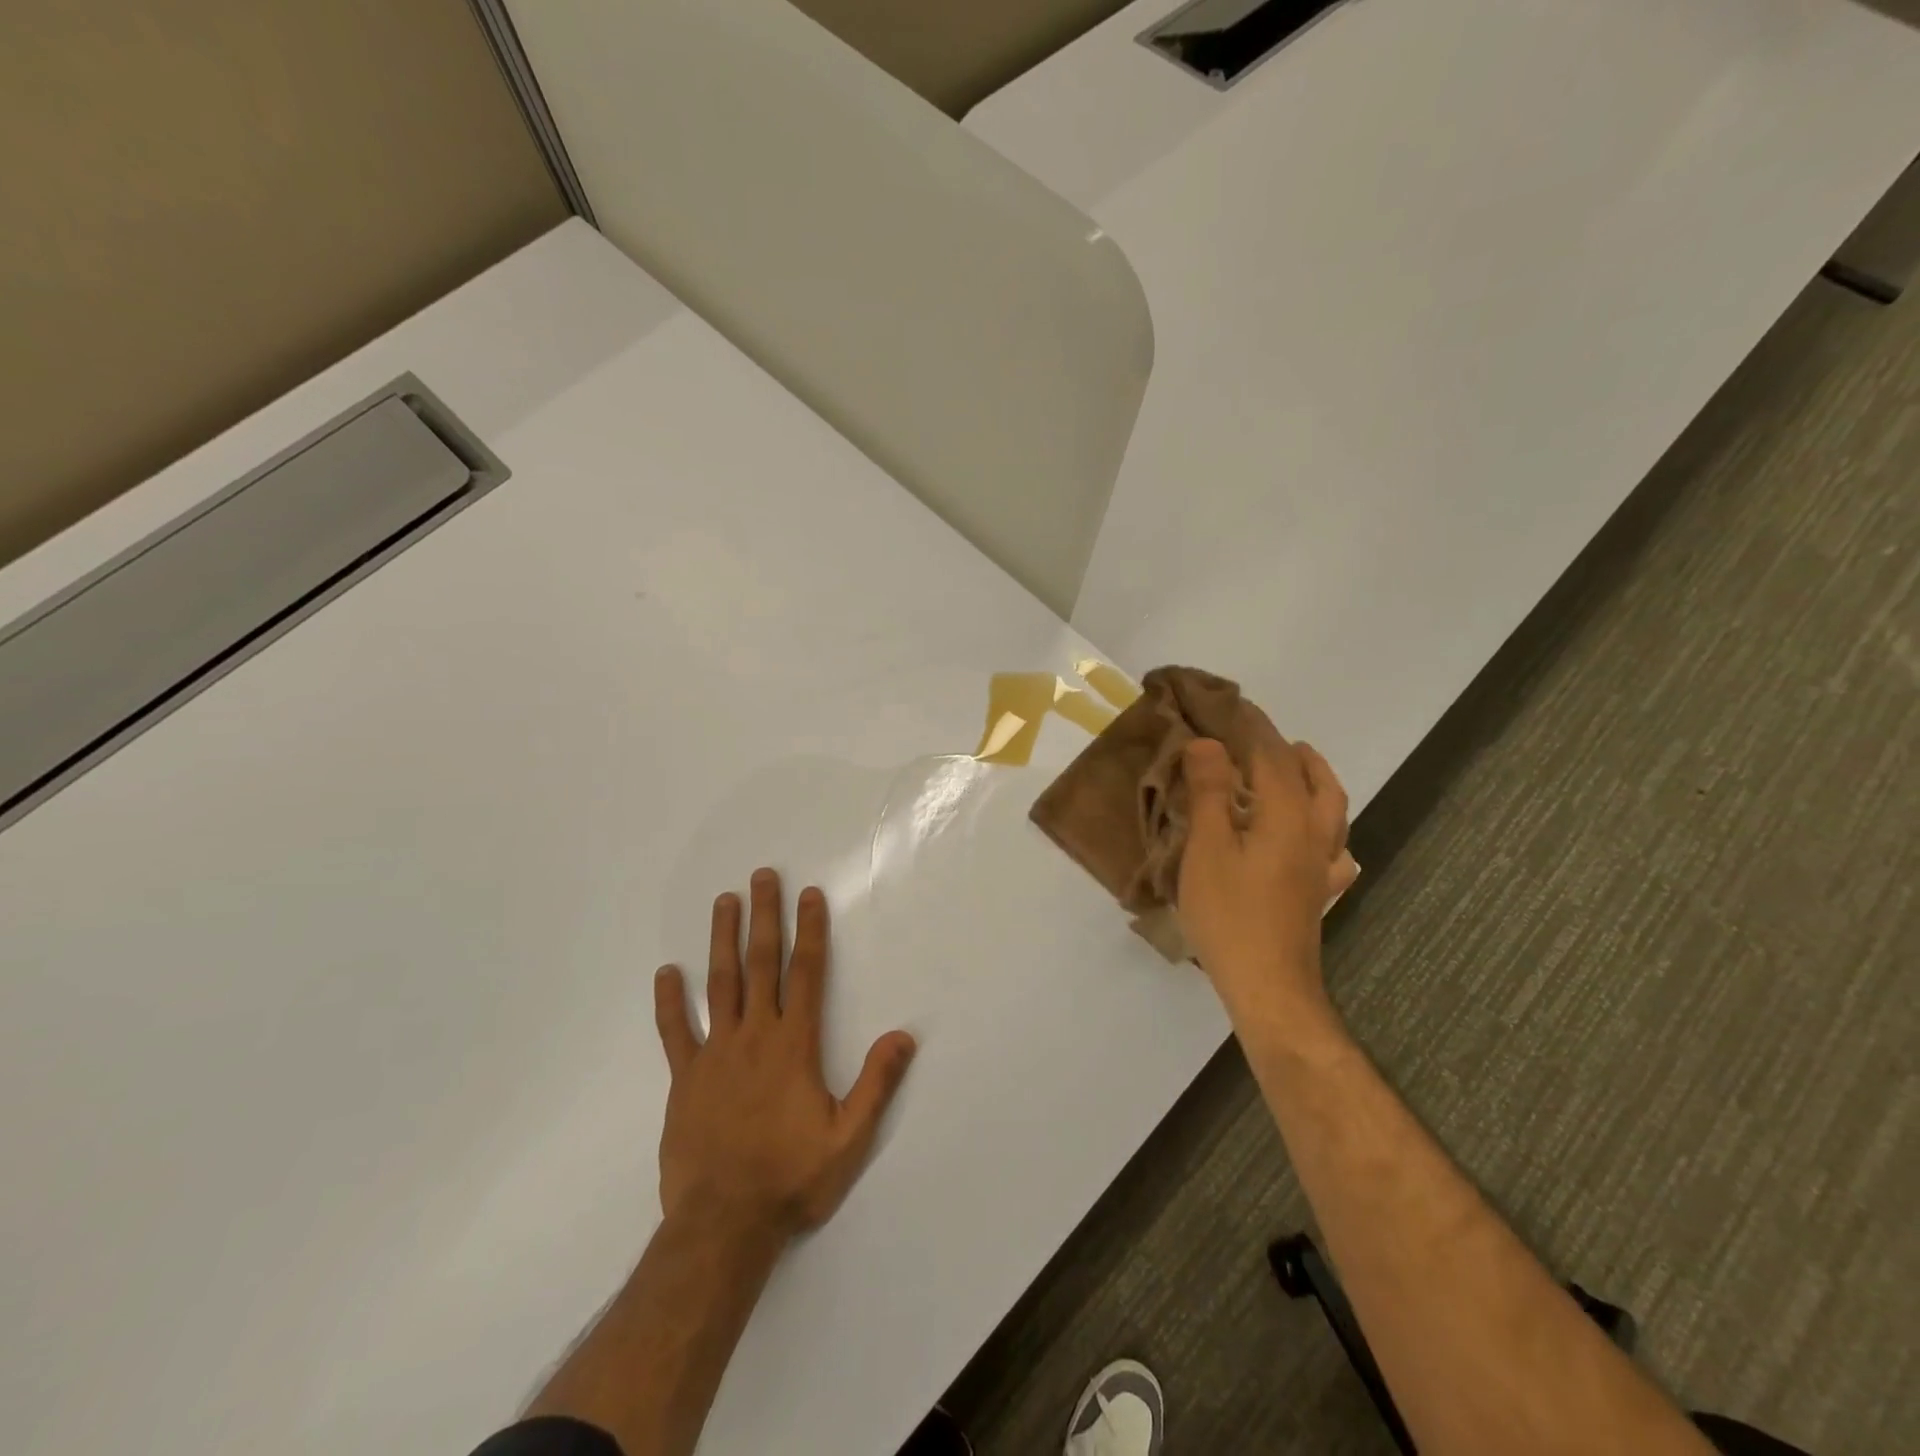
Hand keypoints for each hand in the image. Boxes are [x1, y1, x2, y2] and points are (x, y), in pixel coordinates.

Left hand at [653, 868, 916, 1244]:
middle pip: (761, 964)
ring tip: (723, 902)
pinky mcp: (685, 1079)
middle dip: (764, 917)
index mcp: (794, 1045)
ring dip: (722, 940)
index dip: (810, 930)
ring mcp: (715, 1054)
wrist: (723, 1225)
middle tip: (761, 877)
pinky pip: (675, 1032)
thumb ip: (876, 1083)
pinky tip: (666, 972)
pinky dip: (670, 1001)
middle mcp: (755, 1036)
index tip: (809, 894)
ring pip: (719, 984)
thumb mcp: (849, 1138)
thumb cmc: (791, 1178)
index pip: (806, 973)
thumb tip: (903, 1036)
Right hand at [1177, 721, 1357, 1011]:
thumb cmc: (1230, 914)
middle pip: (1315, 780)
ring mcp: (1321, 866)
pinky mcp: (1317, 893)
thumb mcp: (1208, 848)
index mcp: (1286, 817)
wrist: (1268, 985)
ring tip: (1295, 770)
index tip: (1231, 706)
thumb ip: (1210, 793)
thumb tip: (1208, 743)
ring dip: (1315, 781)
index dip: (1252, 729)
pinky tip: (1313, 841)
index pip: (1273, 758)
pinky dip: (1325, 831)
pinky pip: (1333, 851)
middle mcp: (1313, 835)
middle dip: (1292, 752)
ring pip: (1332, 811)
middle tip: (1265, 737)